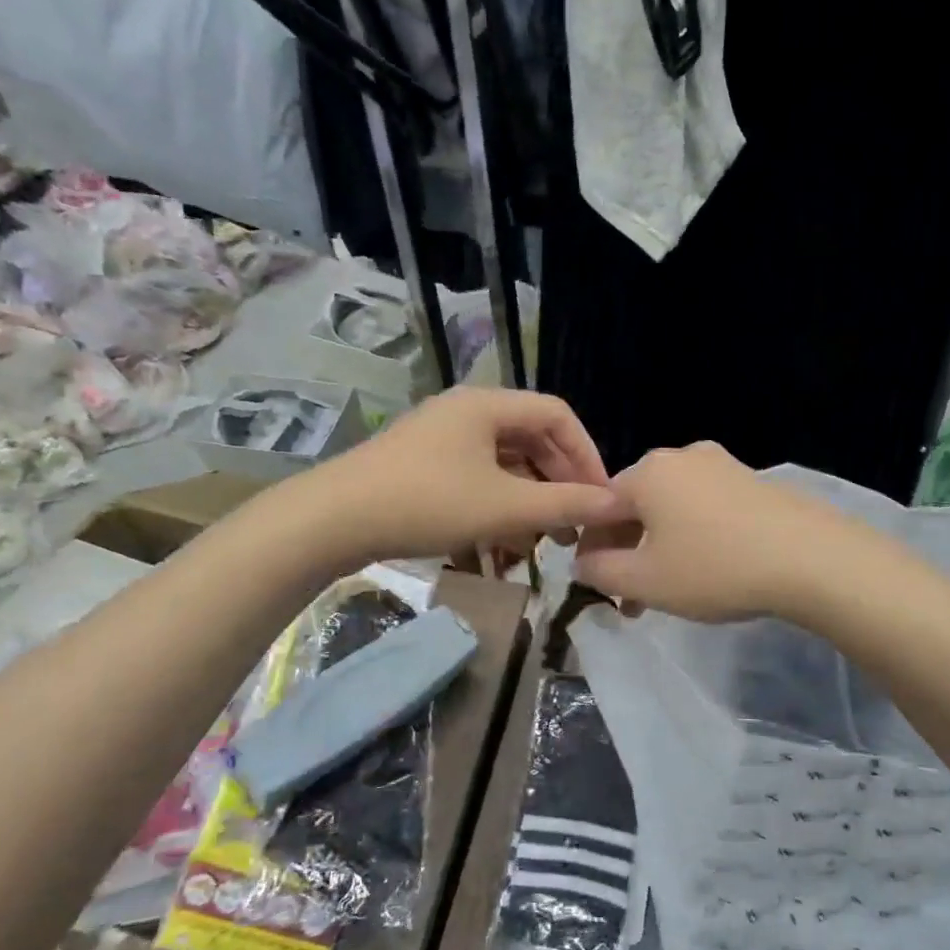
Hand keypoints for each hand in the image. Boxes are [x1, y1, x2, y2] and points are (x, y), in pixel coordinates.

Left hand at [303, 388, 631, 564]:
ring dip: (528, 500)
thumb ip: (564, 504)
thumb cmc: (427, 502)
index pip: (558, 415)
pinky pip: (475, 478)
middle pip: (530, 439)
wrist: (333, 520)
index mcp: (488, 404)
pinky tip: (501, 545)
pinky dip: (496, 506)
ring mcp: (440, 438)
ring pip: (503, 463)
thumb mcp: (504, 507)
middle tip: (574, 525)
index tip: (601, 497)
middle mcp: (465, 412)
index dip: (587, 454)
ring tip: (542, 542)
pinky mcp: (421, 466)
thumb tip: (616, 503)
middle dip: (558, 483)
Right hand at [573, 442, 850, 621]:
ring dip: (660, 549)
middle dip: (628, 552)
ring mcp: (723, 466)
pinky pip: (707, 509)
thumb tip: (582, 563)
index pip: (599, 507)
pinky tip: (708, 569)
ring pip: (672, 510)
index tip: (596, 584)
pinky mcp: (755, 482)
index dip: (591, 548)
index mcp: (648, 472)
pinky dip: (694, 537)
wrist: (813, 559)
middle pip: (637, 506)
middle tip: (631, 598)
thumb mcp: (645, 581)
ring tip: (668, 592)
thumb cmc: (715, 568)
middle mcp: (682, 457)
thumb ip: (600, 571)